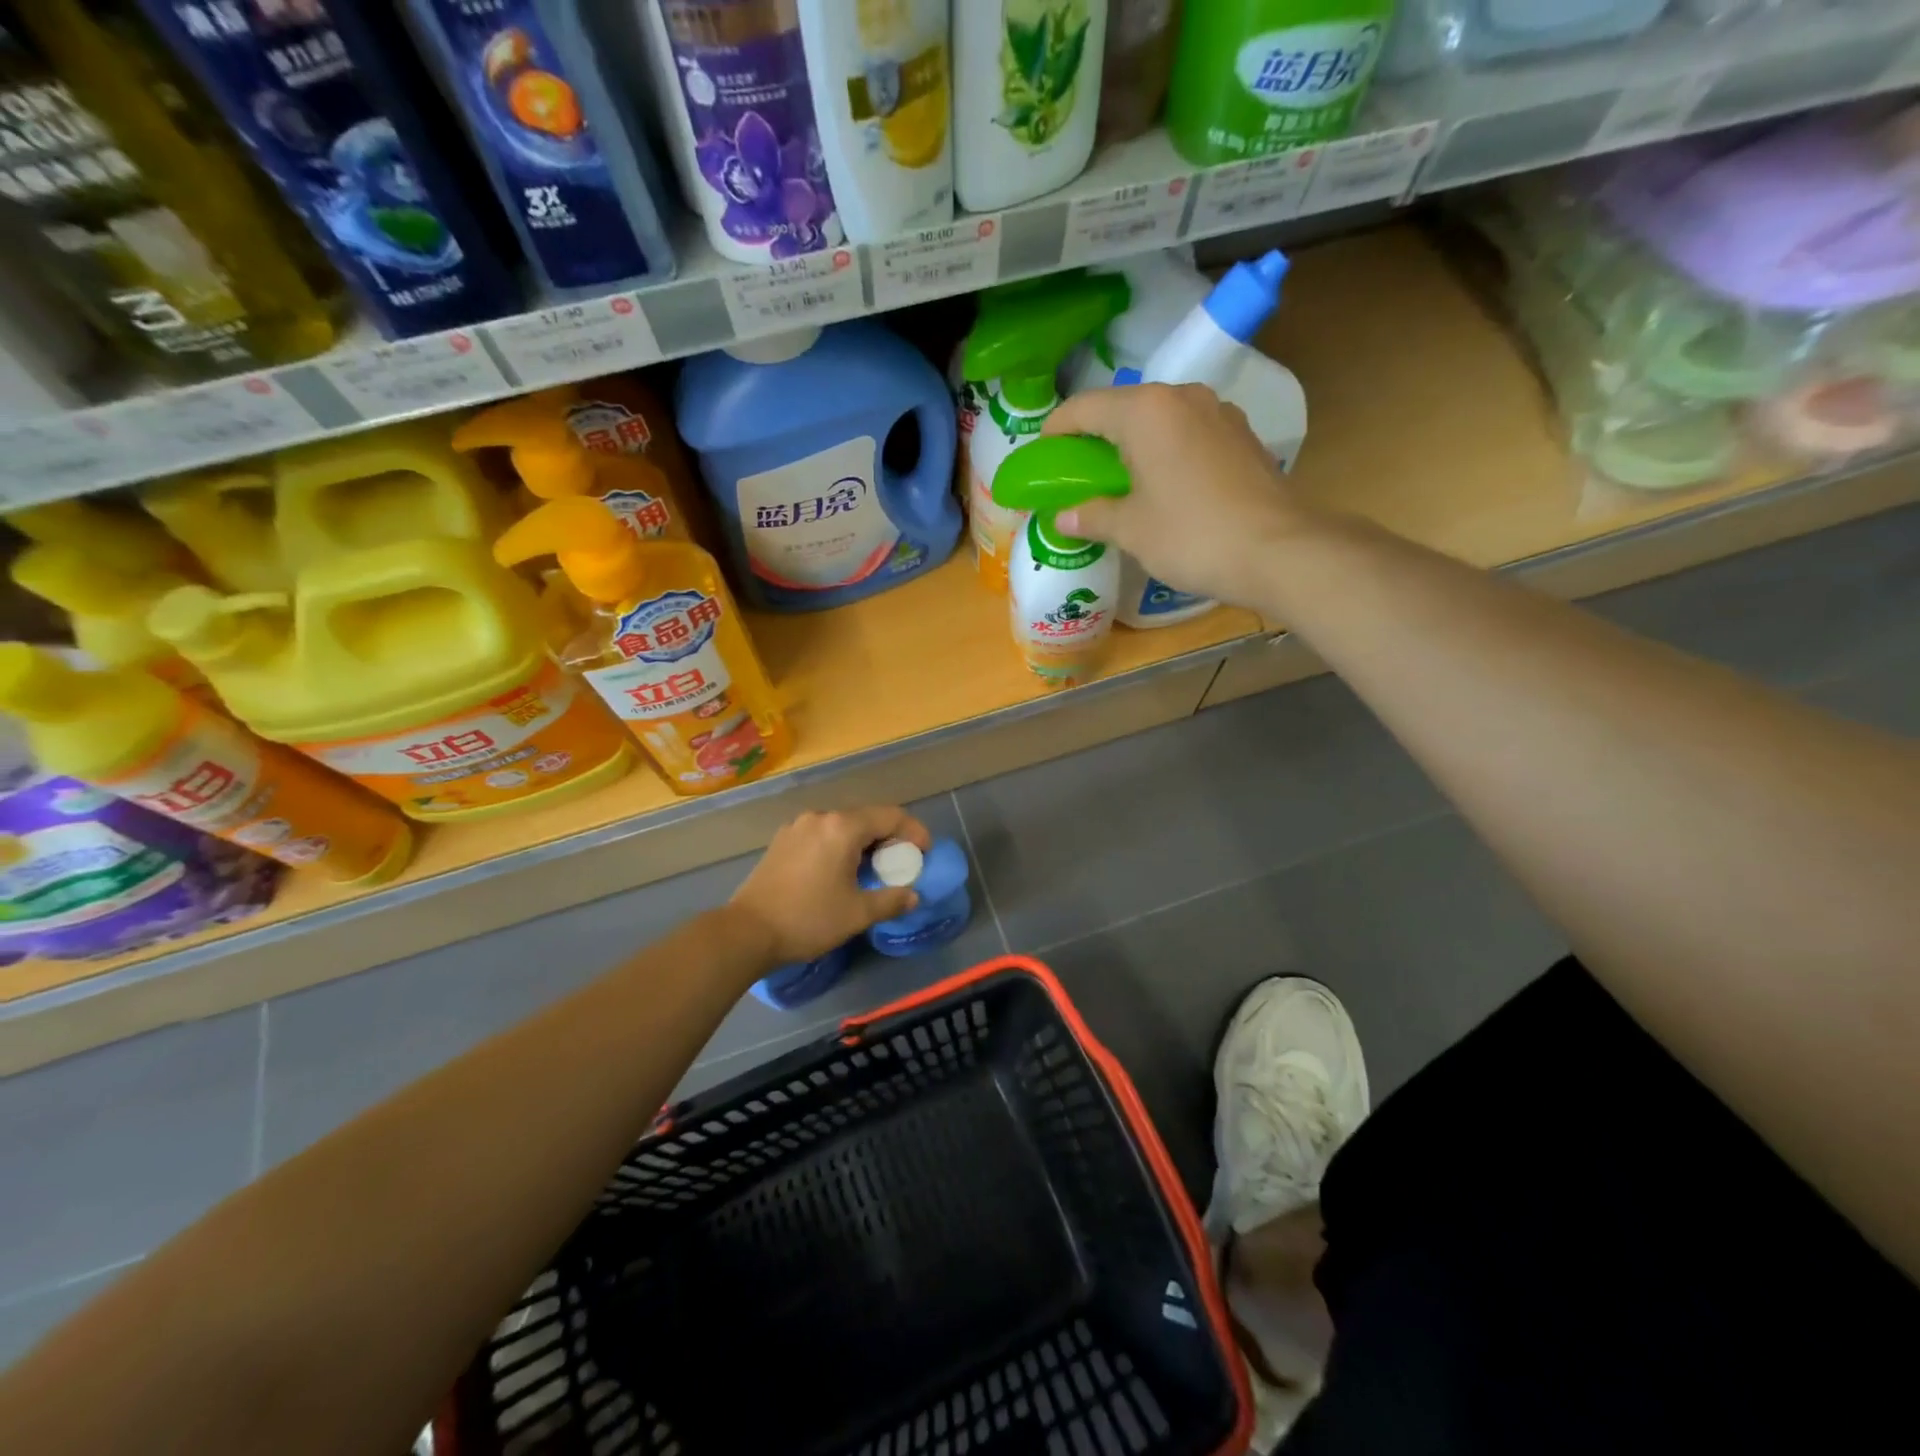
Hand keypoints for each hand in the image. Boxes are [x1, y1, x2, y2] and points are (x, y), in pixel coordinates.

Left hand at [729, 807, 932, 965]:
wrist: (747, 932)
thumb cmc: (808, 919)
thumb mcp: (857, 914)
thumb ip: (890, 900)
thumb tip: (912, 896)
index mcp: (842, 827)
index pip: (891, 817)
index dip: (914, 832)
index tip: (924, 853)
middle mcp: (821, 818)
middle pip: (866, 818)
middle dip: (889, 837)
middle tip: (900, 864)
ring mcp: (797, 827)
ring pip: (842, 826)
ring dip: (863, 842)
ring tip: (871, 869)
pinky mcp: (782, 841)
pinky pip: (822, 834)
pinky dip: (840, 846)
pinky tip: (840, 871)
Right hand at [1044, 383, 1314, 612]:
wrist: (1278, 551)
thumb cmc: (1191, 535)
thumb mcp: (1131, 529)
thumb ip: (1092, 515)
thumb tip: (1064, 517)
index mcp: (1146, 411)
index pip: (1085, 407)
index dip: (1057, 429)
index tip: (1043, 454)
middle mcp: (1182, 398)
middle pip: (1124, 408)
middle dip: (1095, 436)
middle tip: (1078, 471)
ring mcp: (1218, 413)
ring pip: (1159, 419)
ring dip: (1133, 443)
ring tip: (1119, 479)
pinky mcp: (1241, 436)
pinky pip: (1188, 434)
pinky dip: (1165, 451)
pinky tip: (1163, 485)